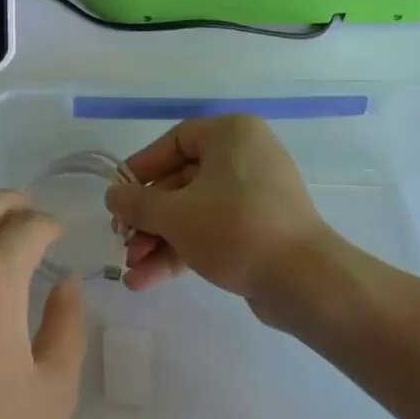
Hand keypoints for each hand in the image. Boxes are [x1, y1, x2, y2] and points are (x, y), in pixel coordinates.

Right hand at [103, 116, 332, 305]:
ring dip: (159, 241)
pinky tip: (148, 280)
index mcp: (231, 135)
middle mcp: (245, 157)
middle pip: (180, 182)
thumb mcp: (175, 215)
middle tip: (122, 242)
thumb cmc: (235, 229)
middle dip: (148, 219)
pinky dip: (182, 251)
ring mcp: (255, 195)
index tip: (118, 196)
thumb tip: (113, 196)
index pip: (174, 142)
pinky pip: (212, 230)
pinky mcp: (259, 229)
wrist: (306, 283)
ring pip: (193, 212)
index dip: (141, 169)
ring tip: (132, 272)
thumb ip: (137, 203)